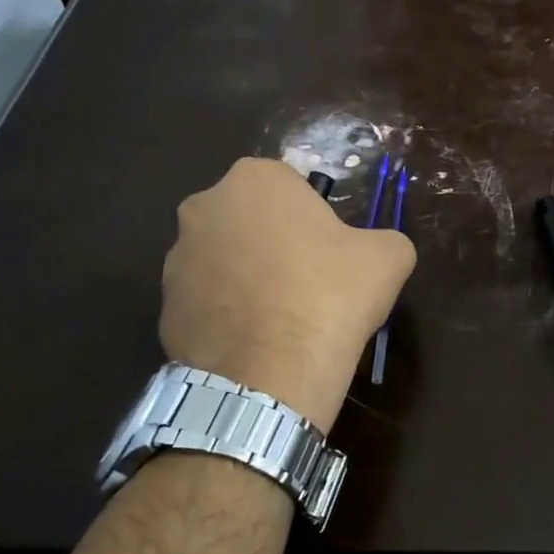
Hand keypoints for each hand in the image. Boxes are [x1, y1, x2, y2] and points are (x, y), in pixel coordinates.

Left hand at [160, 159, 415, 431]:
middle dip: (274, 242)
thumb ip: (384, 239)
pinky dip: (229, 315)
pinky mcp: (164, 309)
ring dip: (248, 278)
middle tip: (309, 281)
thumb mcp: (389, 257)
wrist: (272, 373)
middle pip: (251, 219)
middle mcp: (204, 207)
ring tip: (282, 319)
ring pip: (225, 260)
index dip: (315, 217)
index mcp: (255, 180)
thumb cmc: (331, 295)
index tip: (331, 250)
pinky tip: (257, 342)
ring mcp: (176, 260)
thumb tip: (377, 251)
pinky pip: (207, 303)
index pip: (290, 185)